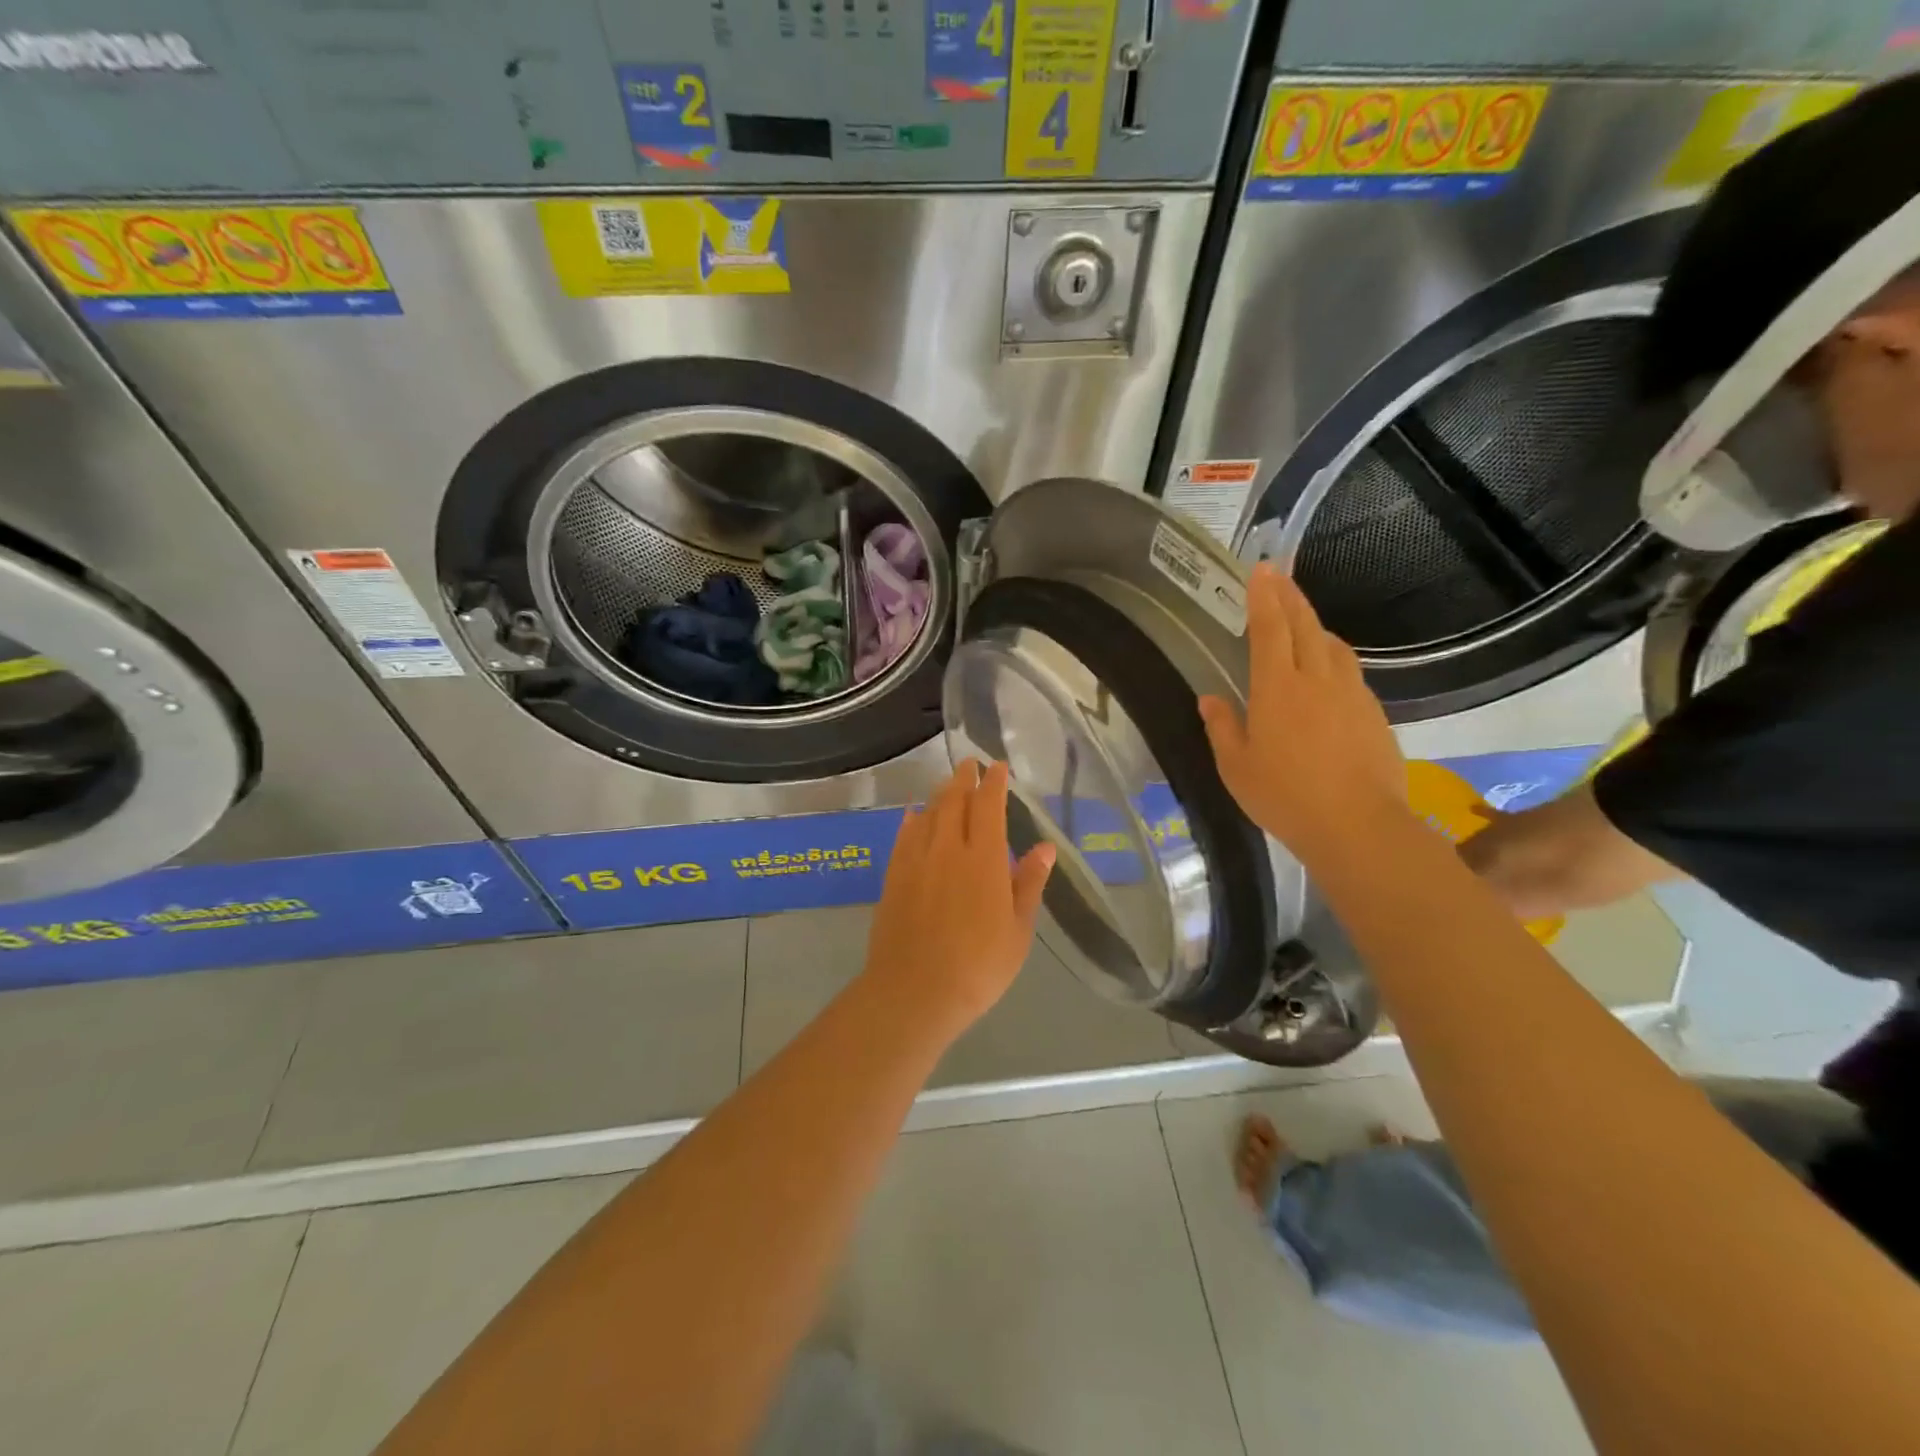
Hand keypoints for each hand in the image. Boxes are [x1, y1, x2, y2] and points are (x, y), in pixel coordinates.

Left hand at [861, 760, 1055, 1035]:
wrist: (914, 992)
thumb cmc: (978, 967)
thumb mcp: (1017, 930)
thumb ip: (1028, 883)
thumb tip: (1046, 847)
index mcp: (983, 859)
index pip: (988, 806)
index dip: (993, 783)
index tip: (997, 767)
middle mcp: (947, 849)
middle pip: (954, 801)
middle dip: (964, 779)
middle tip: (969, 765)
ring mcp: (915, 861)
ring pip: (928, 814)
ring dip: (940, 794)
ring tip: (949, 785)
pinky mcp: (893, 876)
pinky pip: (904, 836)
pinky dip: (912, 820)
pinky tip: (914, 815)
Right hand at [1198, 563, 1406, 861]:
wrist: (1357, 825)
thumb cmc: (1284, 796)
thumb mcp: (1236, 767)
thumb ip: (1222, 728)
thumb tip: (1210, 700)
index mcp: (1277, 688)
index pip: (1270, 629)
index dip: (1264, 597)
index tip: (1260, 570)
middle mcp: (1317, 679)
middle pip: (1305, 624)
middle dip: (1290, 596)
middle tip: (1279, 575)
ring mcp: (1351, 693)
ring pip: (1332, 645)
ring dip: (1314, 625)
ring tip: (1302, 621)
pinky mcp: (1373, 712)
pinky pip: (1349, 672)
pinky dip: (1333, 658)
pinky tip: (1327, 673)